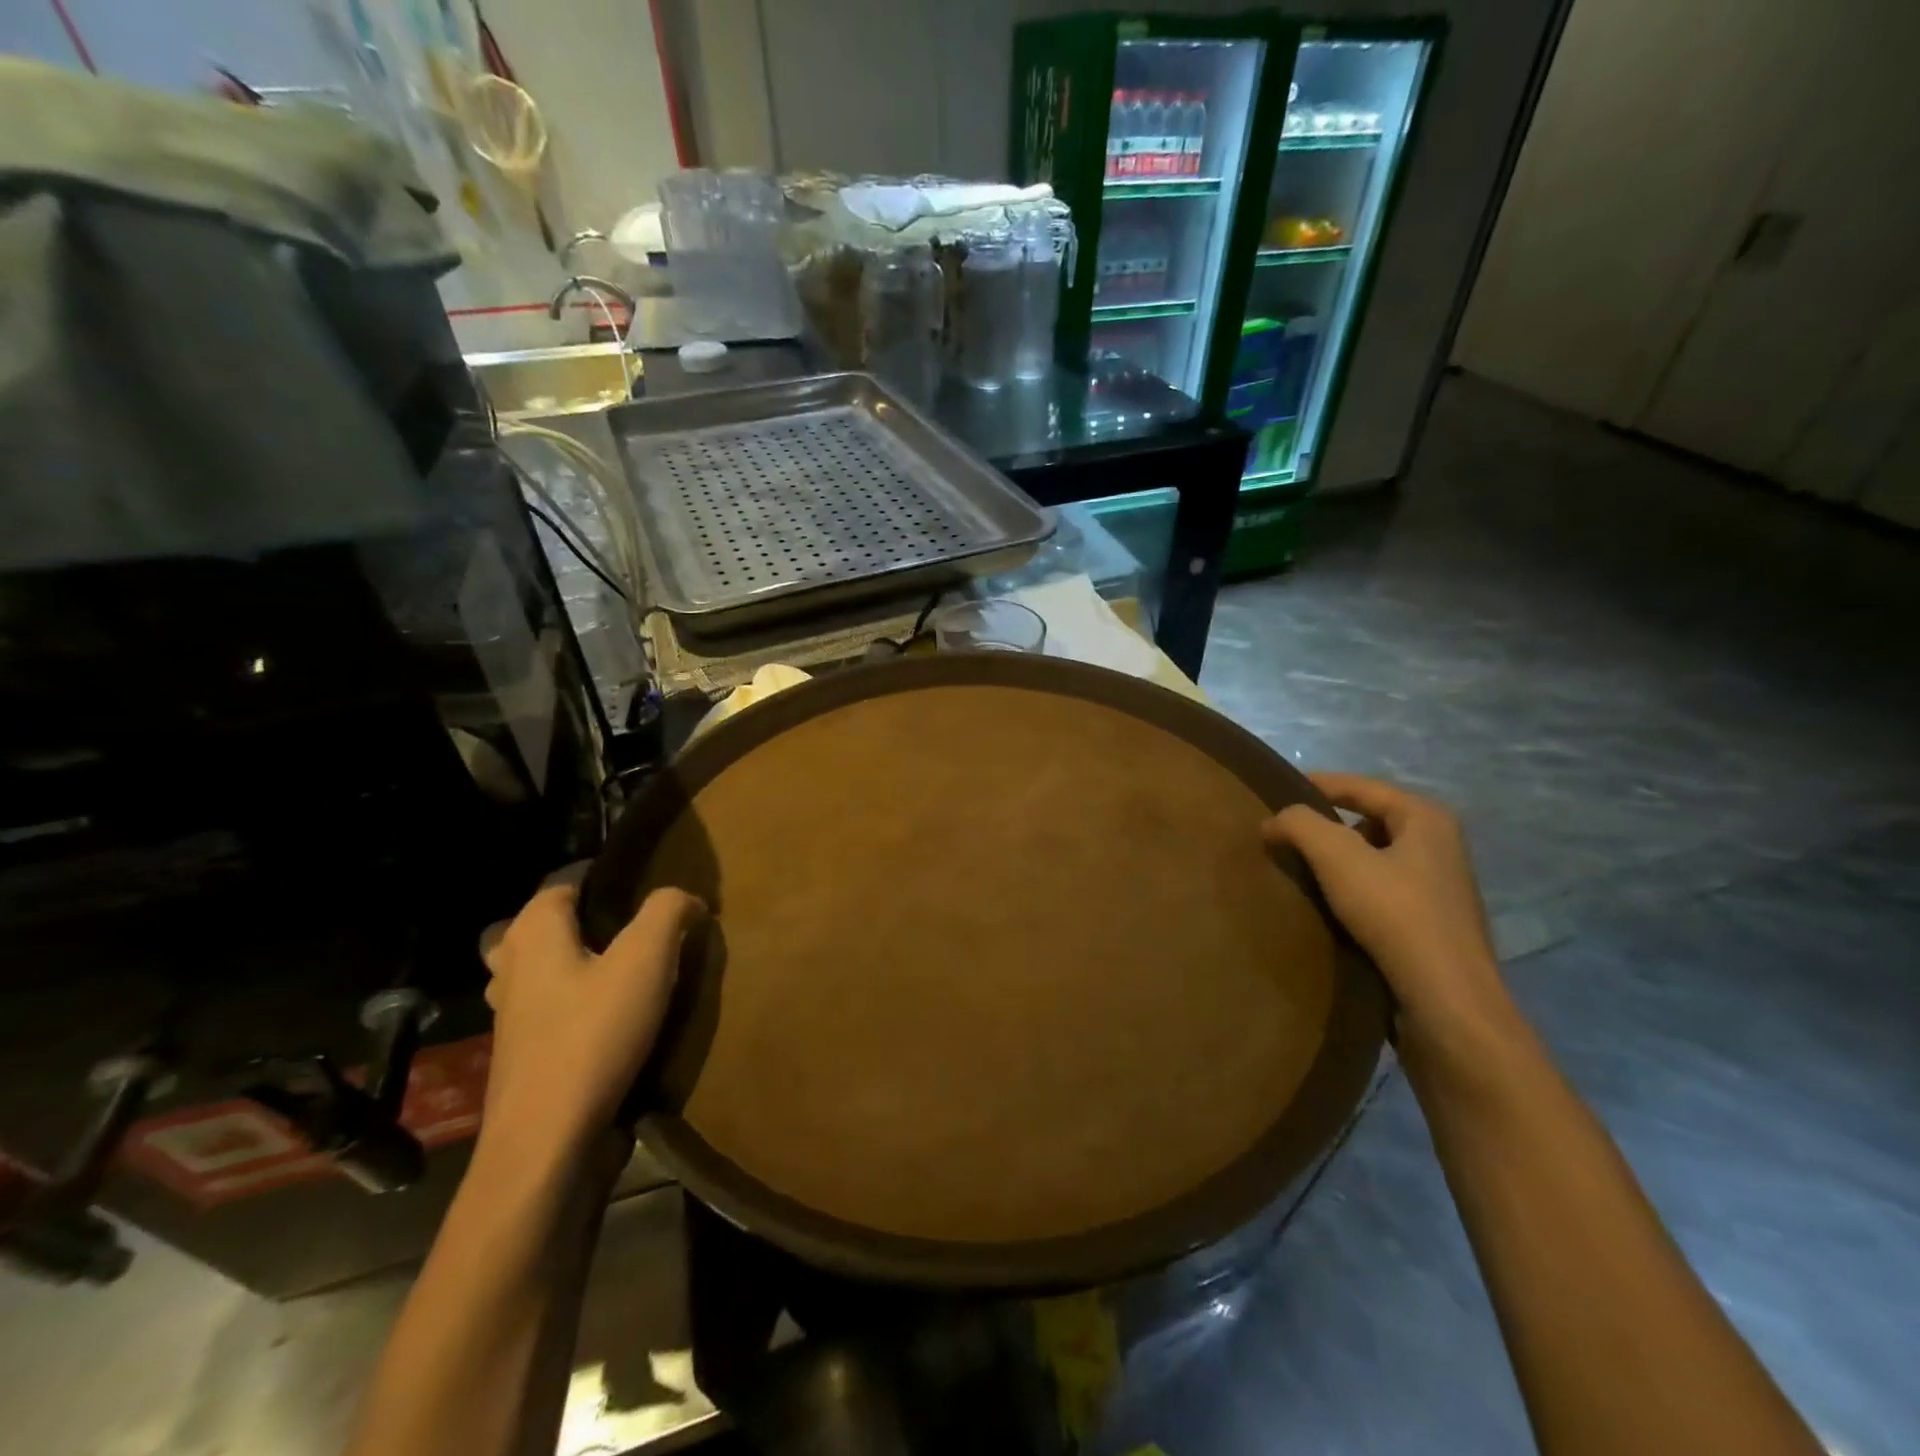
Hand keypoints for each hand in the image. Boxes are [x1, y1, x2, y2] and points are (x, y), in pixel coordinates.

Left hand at [479, 884, 705, 1171]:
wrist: (548, 1141)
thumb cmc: (593, 1036)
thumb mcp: (646, 959)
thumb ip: (668, 911)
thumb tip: (686, 898)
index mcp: (532, 933)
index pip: (563, 881)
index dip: (604, 874)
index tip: (647, 881)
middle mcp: (511, 967)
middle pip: (546, 924)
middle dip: (587, 918)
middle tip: (636, 924)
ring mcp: (511, 1015)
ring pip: (545, 968)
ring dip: (580, 960)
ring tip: (629, 966)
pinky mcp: (524, 1053)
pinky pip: (551, 1007)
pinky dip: (578, 999)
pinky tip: (616, 1014)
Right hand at [1263, 774, 1521, 1064]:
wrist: (1446, 1002)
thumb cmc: (1396, 915)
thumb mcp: (1337, 857)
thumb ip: (1299, 824)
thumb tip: (1273, 820)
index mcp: (1426, 818)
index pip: (1360, 787)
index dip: (1316, 784)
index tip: (1275, 792)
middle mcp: (1440, 846)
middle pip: (1368, 821)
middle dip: (1325, 827)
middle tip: (1283, 837)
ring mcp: (1439, 888)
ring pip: (1373, 859)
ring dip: (1336, 863)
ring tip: (1297, 873)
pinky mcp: (1432, 925)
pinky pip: (1380, 891)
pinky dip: (1350, 891)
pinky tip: (1325, 908)